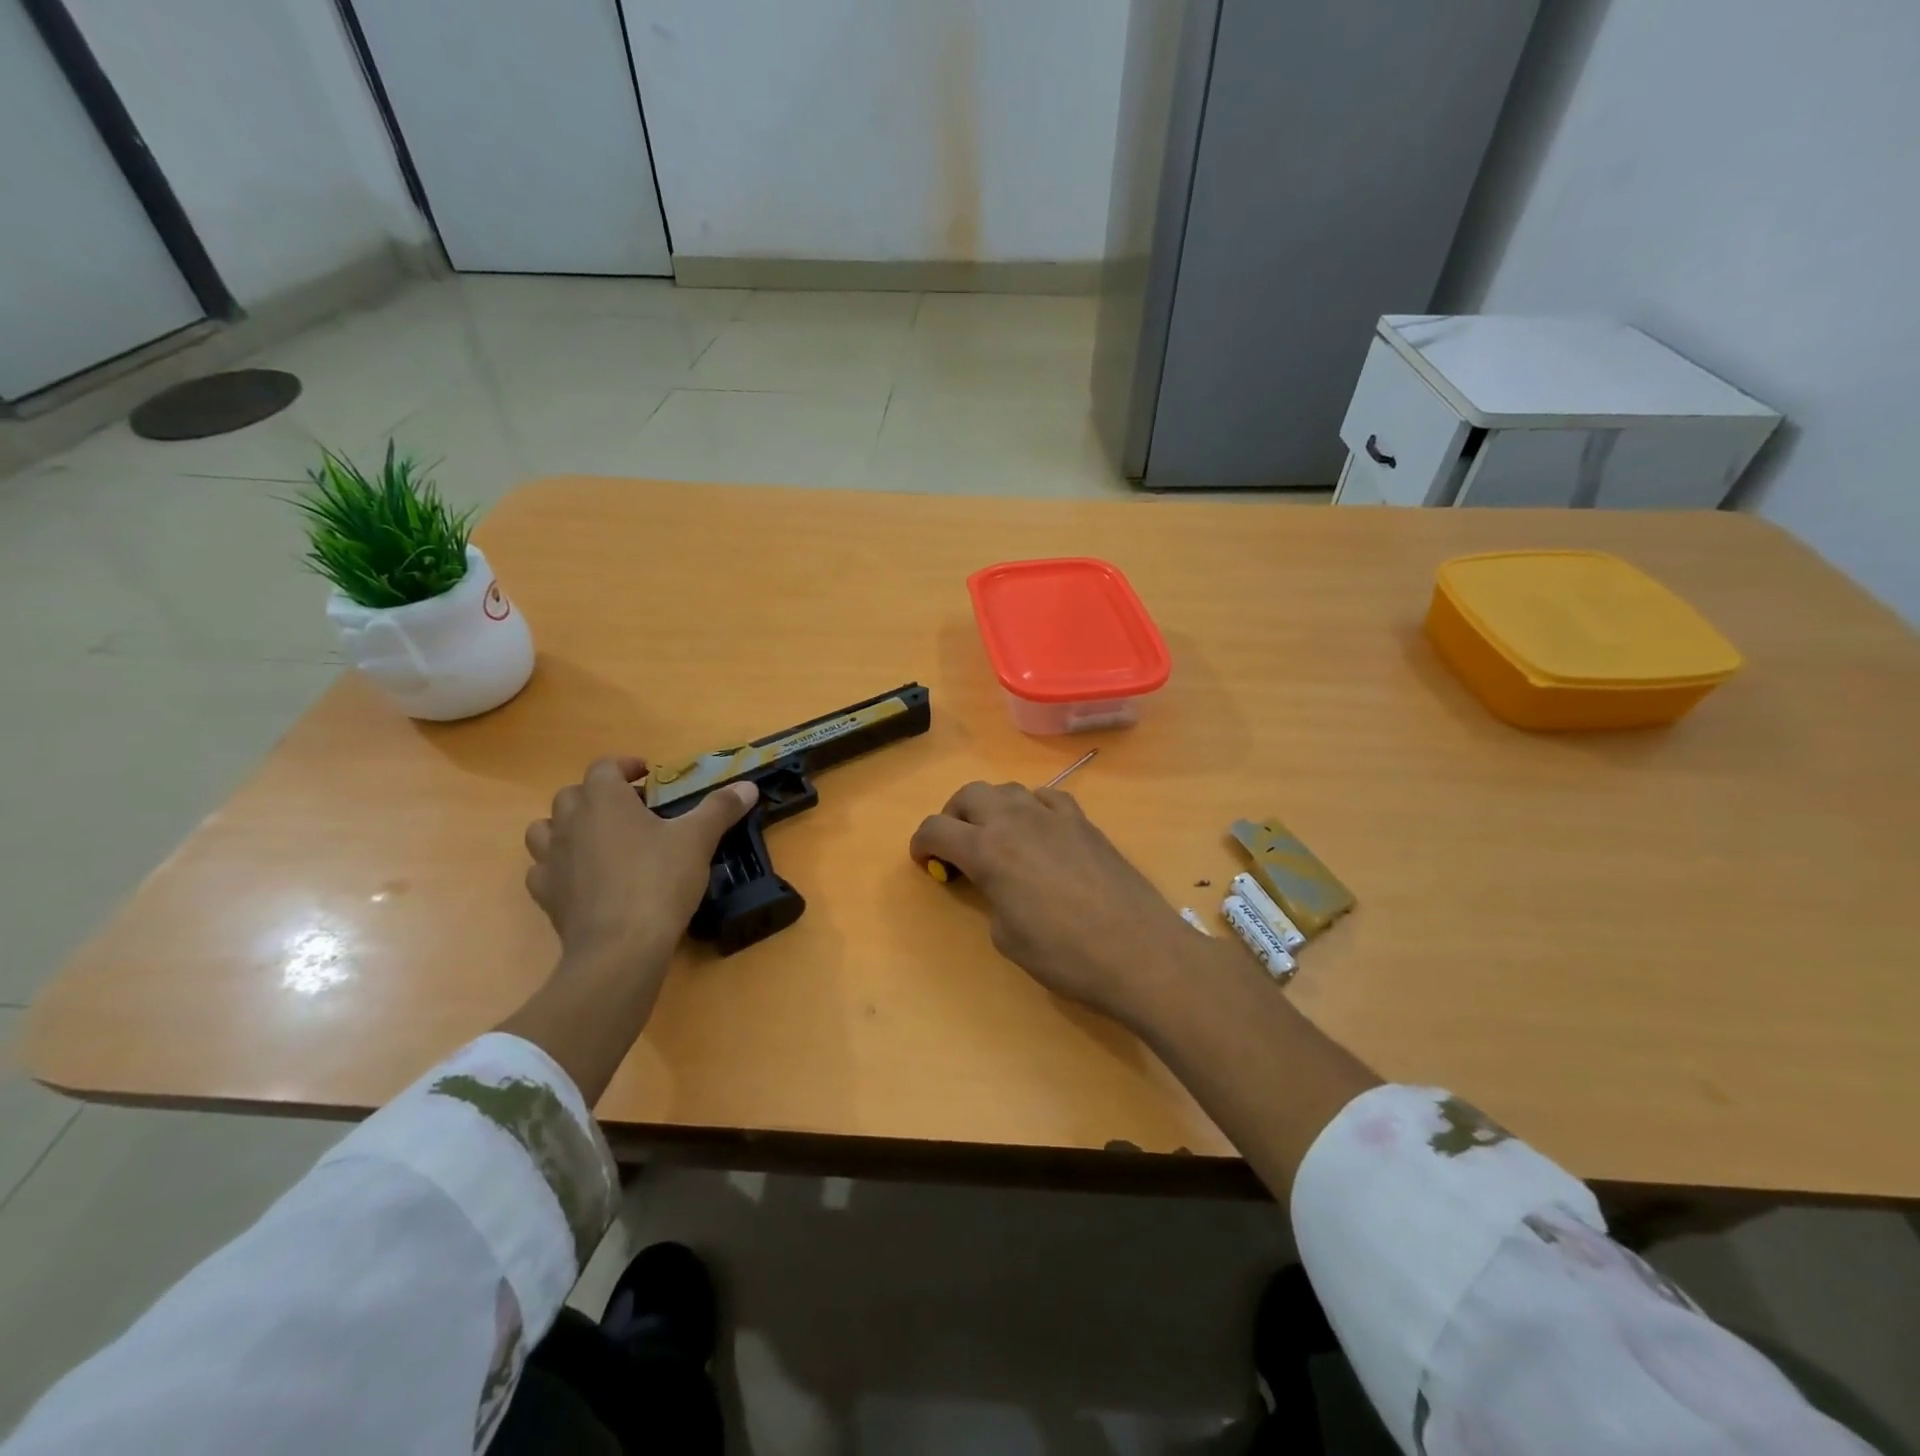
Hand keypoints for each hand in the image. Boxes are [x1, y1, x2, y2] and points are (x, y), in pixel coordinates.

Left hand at [524, 756, 758, 976]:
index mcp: (604, 799)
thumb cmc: (659, 880)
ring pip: (546, 829)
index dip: (625, 767)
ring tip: (598, 840)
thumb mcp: (699, 839)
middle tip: (631, 811)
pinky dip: (559, 867)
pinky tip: (584, 878)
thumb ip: (720, 808)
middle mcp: (569, 821)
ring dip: (568, 827)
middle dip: (599, 796)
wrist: (620, 947)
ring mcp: (551, 859)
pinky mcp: (545, 894)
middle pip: (573, 794)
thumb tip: (748, 786)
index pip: (604, 767)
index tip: (647, 776)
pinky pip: (543, 869)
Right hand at [909, 781, 1205, 1026]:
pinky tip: (1040, 831)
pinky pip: (1047, 797)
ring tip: (998, 838)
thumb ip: (991, 898)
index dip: (921, 844)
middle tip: (957, 846)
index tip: (925, 861)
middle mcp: (1015, 820)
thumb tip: (997, 885)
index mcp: (987, 850)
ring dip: (992, 808)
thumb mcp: (1007, 937)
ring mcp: (1053, 815)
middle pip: (969, 794)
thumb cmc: (1065, 955)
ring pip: (1008, 789)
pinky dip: (1032, 807)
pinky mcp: (1084, 822)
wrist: (1138, 950)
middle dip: (953, 816)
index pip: (936, 828)